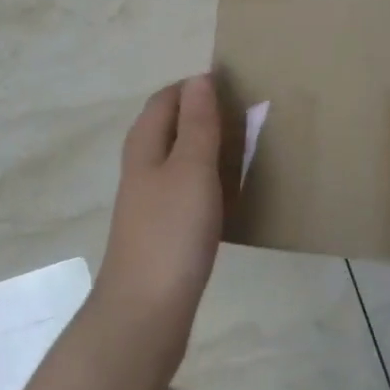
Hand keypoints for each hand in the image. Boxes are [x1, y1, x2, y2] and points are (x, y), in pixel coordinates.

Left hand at [92, 75, 224, 371]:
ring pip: (179, 158)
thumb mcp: (191, 169)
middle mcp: (142, 165)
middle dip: (205, 115)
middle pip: (171, 125)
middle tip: (248, 118)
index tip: (236, 88)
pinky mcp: (160, 228)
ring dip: (208, 148)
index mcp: (144, 143)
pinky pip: (185, 189)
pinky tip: (230, 194)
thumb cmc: (171, 232)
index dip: (196, 87)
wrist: (145, 311)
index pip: (167, 97)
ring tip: (246, 150)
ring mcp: (149, 199)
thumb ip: (197, 123)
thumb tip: (200, 78)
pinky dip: (208, 180)